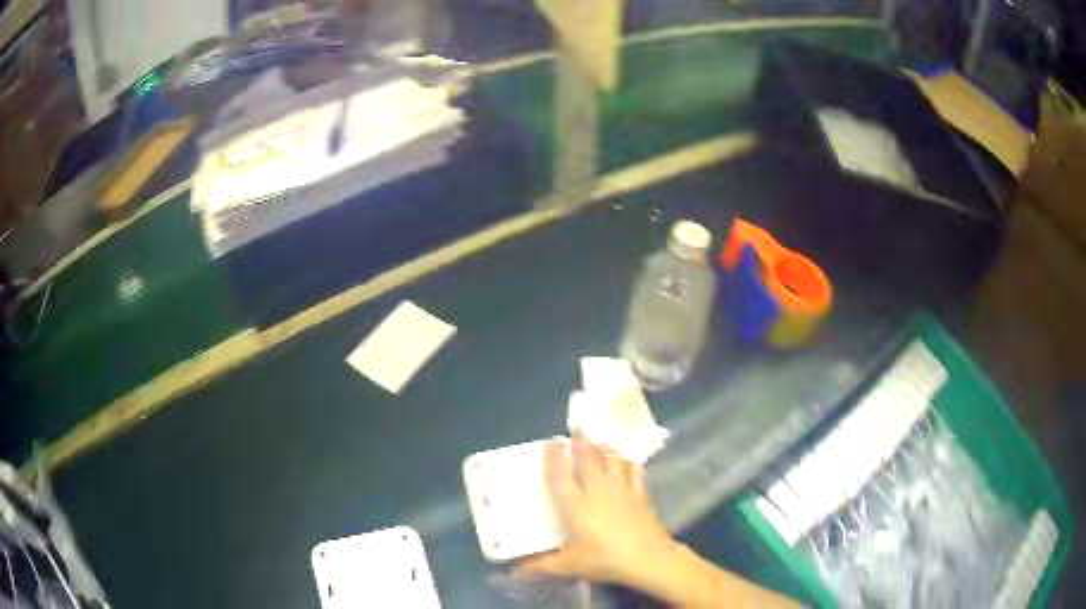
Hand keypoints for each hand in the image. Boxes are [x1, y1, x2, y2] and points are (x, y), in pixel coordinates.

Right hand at [514, 434, 676, 587]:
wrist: (648, 558)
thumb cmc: (604, 559)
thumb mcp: (569, 565)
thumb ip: (541, 566)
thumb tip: (514, 571)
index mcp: (576, 505)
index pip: (560, 475)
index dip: (554, 457)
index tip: (550, 442)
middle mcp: (597, 490)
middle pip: (589, 459)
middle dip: (582, 441)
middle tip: (577, 428)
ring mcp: (622, 489)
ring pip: (612, 460)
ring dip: (605, 447)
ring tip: (599, 440)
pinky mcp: (641, 494)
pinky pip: (634, 471)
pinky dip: (629, 463)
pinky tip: (628, 461)